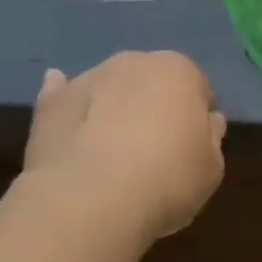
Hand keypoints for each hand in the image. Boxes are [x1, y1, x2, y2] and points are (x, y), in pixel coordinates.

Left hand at [23, 51, 226, 237]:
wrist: (91, 200)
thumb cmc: (167, 180)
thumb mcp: (211, 167)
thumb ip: (210, 137)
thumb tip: (207, 121)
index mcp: (179, 70)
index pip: (196, 85)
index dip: (195, 116)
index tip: (191, 145)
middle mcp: (134, 61)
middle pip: (150, 80)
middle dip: (153, 105)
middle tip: (153, 149)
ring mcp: (88, 77)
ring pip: (109, 87)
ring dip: (114, 108)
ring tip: (112, 153)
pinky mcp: (51, 102)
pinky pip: (64, 96)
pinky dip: (71, 107)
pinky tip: (73, 129)